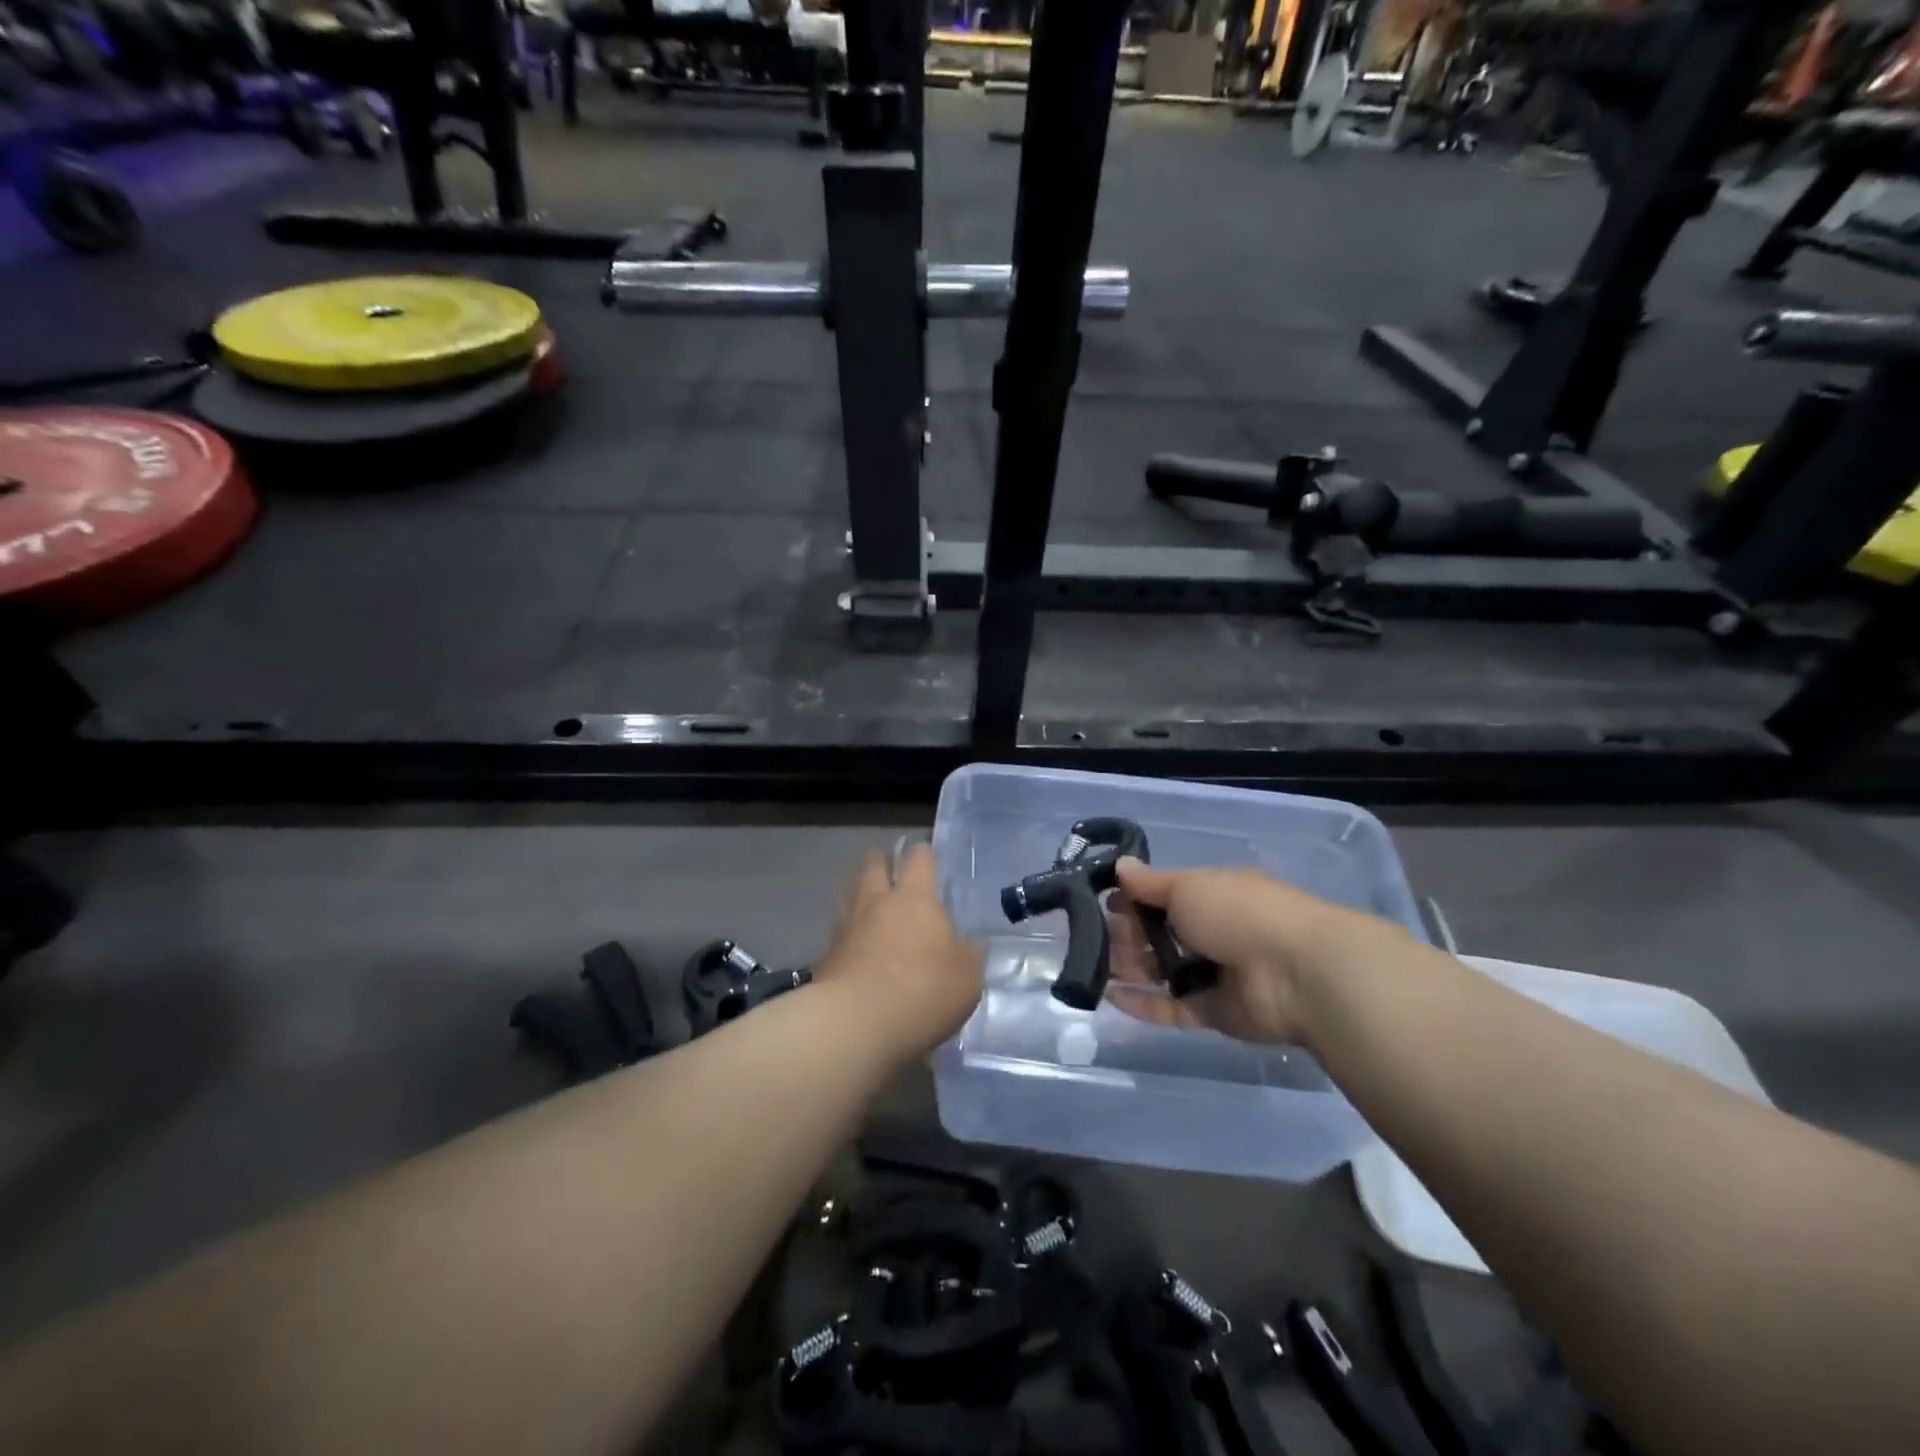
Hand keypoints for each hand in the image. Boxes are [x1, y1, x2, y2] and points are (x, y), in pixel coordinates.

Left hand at [814, 842, 981, 1064]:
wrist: (855, 1025)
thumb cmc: (922, 992)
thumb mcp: (966, 978)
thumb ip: (968, 956)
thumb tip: (968, 945)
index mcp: (915, 898)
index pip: (918, 859)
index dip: (923, 854)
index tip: (926, 853)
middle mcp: (877, 902)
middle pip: (874, 866)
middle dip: (882, 861)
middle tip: (890, 864)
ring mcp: (847, 927)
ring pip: (850, 893)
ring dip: (859, 889)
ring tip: (867, 895)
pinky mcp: (827, 956)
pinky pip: (839, 930)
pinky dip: (848, 929)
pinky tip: (855, 941)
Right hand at [1106, 858, 1402, 1043]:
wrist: (1298, 974)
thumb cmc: (1239, 914)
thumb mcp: (1188, 887)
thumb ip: (1150, 883)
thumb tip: (1120, 866)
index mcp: (1213, 894)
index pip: (1165, 895)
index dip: (1134, 898)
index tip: (1103, 901)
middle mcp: (1214, 931)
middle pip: (1160, 934)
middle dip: (1127, 934)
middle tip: (1093, 936)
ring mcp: (1215, 974)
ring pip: (1163, 971)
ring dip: (1130, 968)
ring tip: (1093, 966)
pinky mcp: (1214, 1012)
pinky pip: (1172, 1007)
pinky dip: (1143, 1004)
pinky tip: (1110, 998)